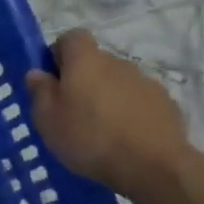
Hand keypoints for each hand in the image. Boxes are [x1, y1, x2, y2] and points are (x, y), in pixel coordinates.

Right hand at [24, 29, 190, 198]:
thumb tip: (37, 73)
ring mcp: (146, 83)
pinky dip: (130, 113)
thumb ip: (39, 91)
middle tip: (71, 111)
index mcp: (86, 61)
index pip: (72, 37)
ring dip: (107, 97)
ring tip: (100, 130)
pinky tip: (125, 139)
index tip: (52, 79)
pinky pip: (139, 101)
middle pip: (95, 62)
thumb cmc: (90, 138)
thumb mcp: (47, 119)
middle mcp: (118, 63)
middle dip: (83, 79)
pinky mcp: (166, 104)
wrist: (154, 167)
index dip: (60, 53)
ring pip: (118, 82)